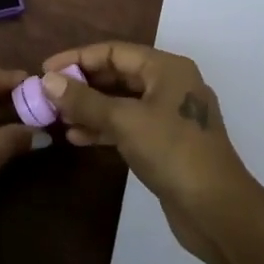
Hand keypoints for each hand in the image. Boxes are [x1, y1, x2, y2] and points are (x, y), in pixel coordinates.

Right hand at [41, 42, 256, 263]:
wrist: (218, 212)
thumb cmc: (172, 152)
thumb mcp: (124, 121)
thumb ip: (84, 100)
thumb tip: (48, 81)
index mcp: (166, 68)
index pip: (114, 52)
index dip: (77, 58)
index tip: (45, 70)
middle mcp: (169, 84)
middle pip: (117, 75)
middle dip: (82, 85)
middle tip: (48, 95)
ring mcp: (169, 115)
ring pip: (120, 102)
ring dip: (89, 108)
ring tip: (57, 118)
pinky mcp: (166, 143)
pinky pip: (128, 125)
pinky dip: (103, 128)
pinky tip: (77, 138)